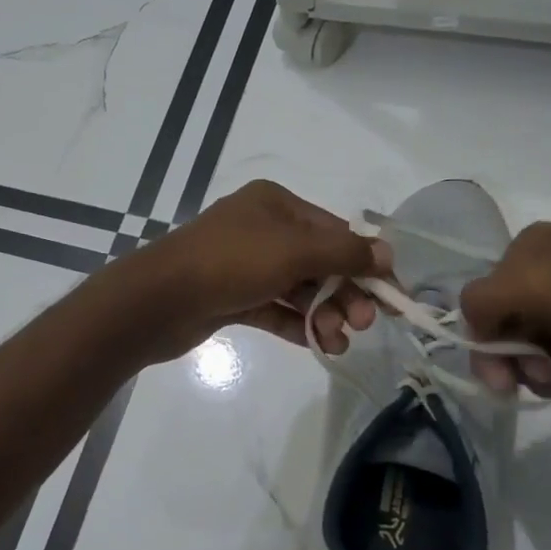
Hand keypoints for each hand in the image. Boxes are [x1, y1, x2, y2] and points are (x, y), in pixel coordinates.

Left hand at [127, 180, 390, 361]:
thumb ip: (344, 253)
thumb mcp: (294, 251)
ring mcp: (244, 264)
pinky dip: (296, 324)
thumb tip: (387, 254)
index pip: (334, 230)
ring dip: (323, 314)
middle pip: (318, 261)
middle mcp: (261, 229)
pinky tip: (318, 345)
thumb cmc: (230, 263)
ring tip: (338, 342)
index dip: (365, 262)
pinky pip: (274, 308)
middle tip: (364, 324)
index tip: (392, 295)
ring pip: (297, 289)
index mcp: (275, 204)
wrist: (158, 300)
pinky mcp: (231, 297)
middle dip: (344, 293)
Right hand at [459, 223, 550, 395]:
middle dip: (514, 356)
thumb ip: (481, 303)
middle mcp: (548, 262)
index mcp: (524, 248)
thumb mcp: (523, 285)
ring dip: (537, 365)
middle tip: (538, 384)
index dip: (485, 342)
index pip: (483, 300)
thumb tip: (477, 330)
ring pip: (539, 333)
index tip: (503, 382)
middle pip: (509, 319)